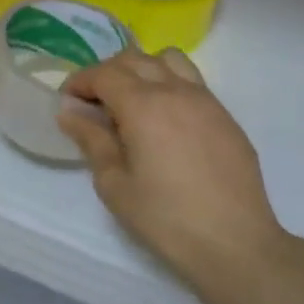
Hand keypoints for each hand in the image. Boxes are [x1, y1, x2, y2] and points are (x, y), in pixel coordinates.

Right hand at [58, 49, 288, 293]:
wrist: (236, 244)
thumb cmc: (166, 219)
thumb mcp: (115, 184)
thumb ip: (91, 140)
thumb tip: (70, 112)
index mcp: (143, 104)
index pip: (103, 73)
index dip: (80, 82)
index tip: (67, 102)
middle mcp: (174, 90)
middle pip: (133, 59)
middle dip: (106, 73)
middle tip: (93, 103)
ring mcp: (205, 100)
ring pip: (167, 60)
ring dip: (142, 69)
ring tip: (133, 101)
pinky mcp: (225, 116)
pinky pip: (191, 82)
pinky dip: (169, 85)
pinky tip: (165, 122)